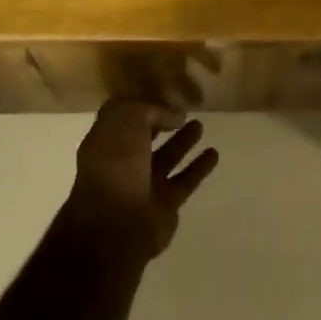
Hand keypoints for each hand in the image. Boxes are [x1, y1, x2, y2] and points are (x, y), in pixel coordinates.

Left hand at [69, 99, 218, 256]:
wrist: (117, 224)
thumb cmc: (116, 164)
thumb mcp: (127, 120)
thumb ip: (151, 110)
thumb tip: (175, 117)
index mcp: (105, 141)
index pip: (123, 117)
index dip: (142, 104)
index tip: (164, 95)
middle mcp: (123, 162)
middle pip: (146, 137)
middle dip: (161, 123)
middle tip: (183, 111)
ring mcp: (144, 184)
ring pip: (167, 157)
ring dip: (183, 141)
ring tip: (200, 125)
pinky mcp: (166, 203)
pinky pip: (186, 179)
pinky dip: (200, 167)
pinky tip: (214, 153)